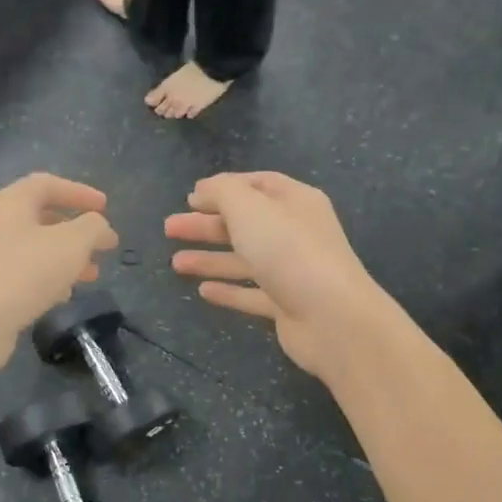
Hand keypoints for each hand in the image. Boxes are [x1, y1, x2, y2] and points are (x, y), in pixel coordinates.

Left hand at [0, 173, 118, 376]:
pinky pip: (20, 272)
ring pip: (32, 248)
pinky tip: (62, 296)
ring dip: (65, 258)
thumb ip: (92, 228)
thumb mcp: (71, 245)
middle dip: (76, 231)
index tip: (105, 207)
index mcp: (9, 203)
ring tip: (91, 275)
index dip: (80, 192)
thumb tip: (100, 227)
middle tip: (101, 247)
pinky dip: (45, 278)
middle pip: (40, 217)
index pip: (47, 184)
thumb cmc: (24, 275)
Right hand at [167, 172, 391, 380]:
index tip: (191, 197)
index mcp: (295, 202)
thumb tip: (204, 189)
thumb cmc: (288, 251)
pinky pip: (252, 294)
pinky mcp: (287, 306)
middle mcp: (296, 233)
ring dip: (210, 259)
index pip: (258, 184)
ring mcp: (293, 272)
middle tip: (170, 228)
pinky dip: (229, 290)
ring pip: (245, 260)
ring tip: (175, 263)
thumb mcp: (249, 208)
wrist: (332, 317)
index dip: (224, 187)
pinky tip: (203, 291)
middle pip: (245, 223)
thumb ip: (222, 192)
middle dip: (207, 225)